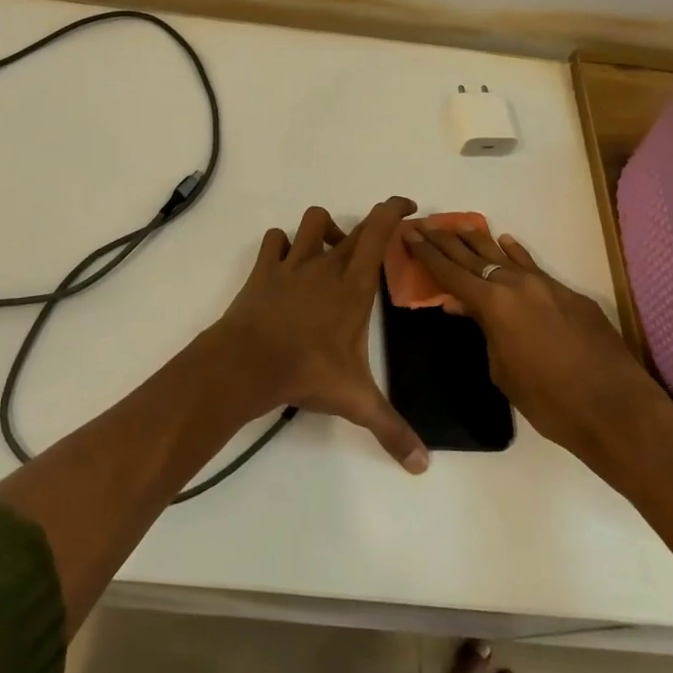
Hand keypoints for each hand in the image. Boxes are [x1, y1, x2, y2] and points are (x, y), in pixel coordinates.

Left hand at [204, 197, 429, 473]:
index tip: (407, 206)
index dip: (393, 210)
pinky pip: (274, 240)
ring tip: (330, 251)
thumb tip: (423, 466)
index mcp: (354, 284)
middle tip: (378, 243)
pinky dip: (282, 243)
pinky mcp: (264, 270)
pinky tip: (287, 261)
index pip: (379, 231)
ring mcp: (292, 263)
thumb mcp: (356, 401)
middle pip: (353, 227)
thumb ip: (392, 429)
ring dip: (324, 228)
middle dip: (369, 227)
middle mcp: (326, 264)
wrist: (249, 362)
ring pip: (311, 221)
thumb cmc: (308, 371)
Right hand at [401, 221, 661, 460]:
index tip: (409, 234)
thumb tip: (467, 310)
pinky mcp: (571, 296)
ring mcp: (547, 286)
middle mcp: (517, 285)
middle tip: (424, 225)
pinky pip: (534, 268)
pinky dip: (517, 255)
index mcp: (493, 305)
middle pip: (472, 257)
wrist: (616, 409)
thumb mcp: (502, 370)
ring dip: (479, 241)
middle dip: (445, 241)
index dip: (426, 254)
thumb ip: (484, 333)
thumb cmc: (549, 401)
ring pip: (504, 256)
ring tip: (457, 225)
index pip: (450, 273)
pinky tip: (507, 242)